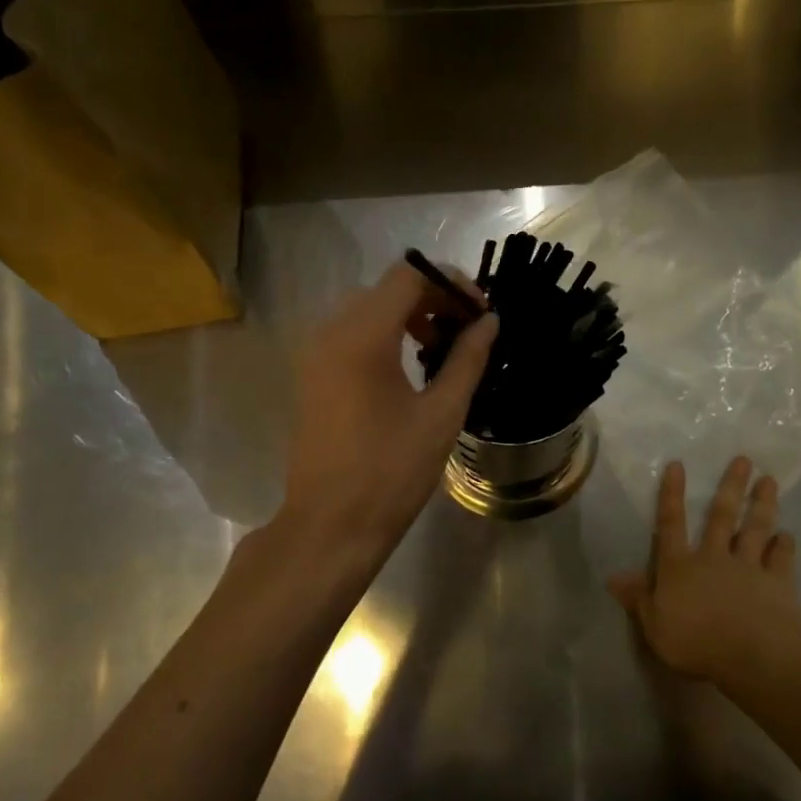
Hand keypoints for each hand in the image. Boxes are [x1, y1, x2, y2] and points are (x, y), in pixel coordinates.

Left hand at [278, 261, 497, 563]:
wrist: (331, 525)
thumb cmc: (391, 471)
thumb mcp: (442, 413)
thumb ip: (468, 359)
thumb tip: (489, 321)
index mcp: (362, 336)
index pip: (409, 276)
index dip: (450, 283)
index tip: (480, 312)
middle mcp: (331, 333)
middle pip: (387, 289)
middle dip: (432, 299)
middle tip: (467, 331)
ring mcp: (315, 354)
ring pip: (367, 310)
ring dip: (408, 317)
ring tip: (441, 350)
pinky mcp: (312, 376)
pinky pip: (351, 335)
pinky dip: (384, 336)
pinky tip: (409, 369)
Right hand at [609, 457, 800, 684]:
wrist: (752, 654)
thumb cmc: (696, 642)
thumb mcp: (654, 626)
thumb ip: (638, 599)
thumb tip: (613, 577)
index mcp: (680, 567)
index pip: (671, 525)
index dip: (672, 495)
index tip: (678, 465)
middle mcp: (713, 558)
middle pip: (721, 517)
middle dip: (731, 486)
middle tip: (744, 459)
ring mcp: (748, 567)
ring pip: (754, 529)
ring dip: (762, 505)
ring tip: (770, 480)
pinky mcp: (777, 583)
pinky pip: (781, 560)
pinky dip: (785, 546)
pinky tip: (789, 535)